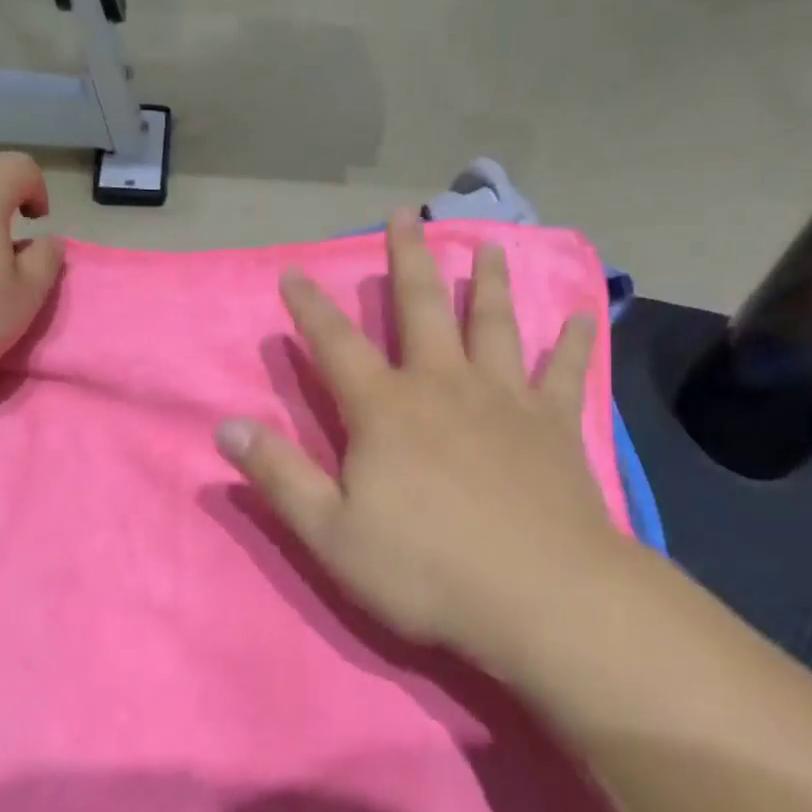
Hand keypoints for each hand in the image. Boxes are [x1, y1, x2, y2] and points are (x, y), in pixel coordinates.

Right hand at [216, 211, 624, 664]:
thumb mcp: (331, 534)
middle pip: (422, 308)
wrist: (539, 596)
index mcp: (385, 409)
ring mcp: (503, 398)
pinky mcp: (553, 423)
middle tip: (405, 215)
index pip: (336, 345)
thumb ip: (279, 476)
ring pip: (493, 323)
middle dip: (408, 259)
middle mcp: (443, 385)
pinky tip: (586, 316)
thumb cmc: (426, 570)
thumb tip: (225, 428)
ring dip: (488, 281)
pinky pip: (565, 372)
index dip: (310, 308)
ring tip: (487, 244)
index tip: (294, 273)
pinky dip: (575, 343)